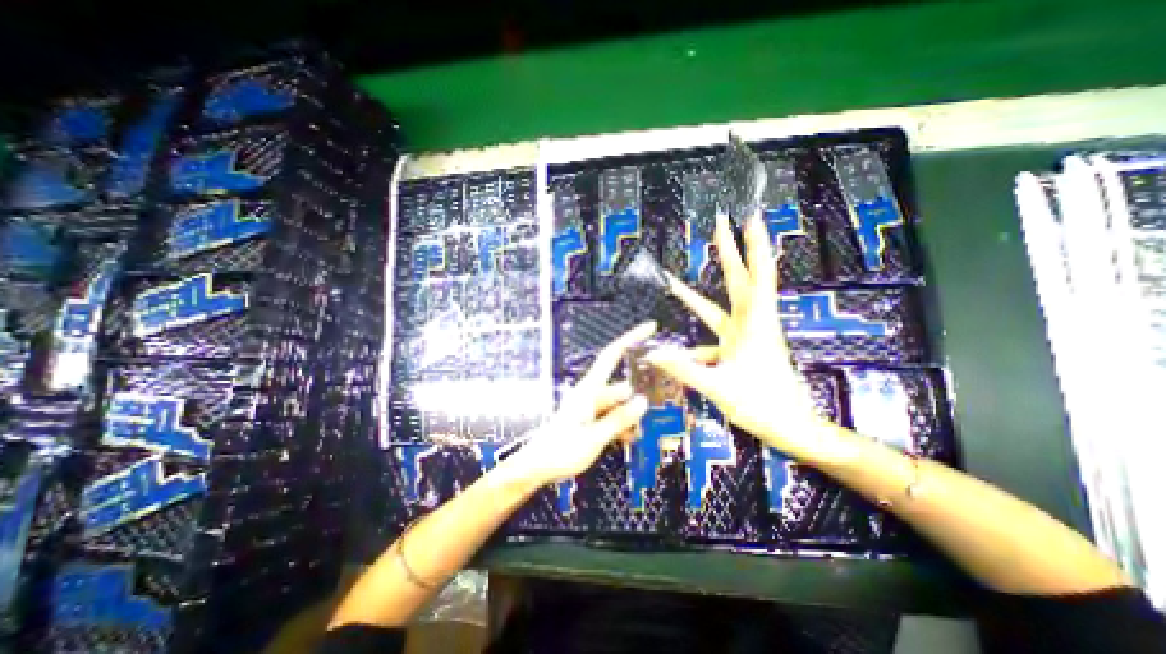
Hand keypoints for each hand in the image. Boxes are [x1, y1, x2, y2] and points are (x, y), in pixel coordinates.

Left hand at [510, 323, 658, 485]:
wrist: (535, 468)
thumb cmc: (559, 451)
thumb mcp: (593, 437)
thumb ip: (619, 419)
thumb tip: (642, 400)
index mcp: (589, 389)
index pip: (612, 355)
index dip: (631, 339)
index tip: (650, 328)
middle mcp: (591, 394)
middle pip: (621, 388)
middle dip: (636, 402)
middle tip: (649, 417)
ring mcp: (590, 407)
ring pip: (618, 405)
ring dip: (629, 419)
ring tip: (635, 436)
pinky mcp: (589, 419)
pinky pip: (611, 416)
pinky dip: (621, 426)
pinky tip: (627, 440)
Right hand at [642, 212, 832, 460]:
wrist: (790, 427)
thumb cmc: (762, 405)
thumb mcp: (719, 387)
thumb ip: (684, 370)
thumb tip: (652, 355)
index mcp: (755, 325)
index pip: (758, 277)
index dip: (754, 247)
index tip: (750, 219)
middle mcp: (752, 324)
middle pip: (740, 280)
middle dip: (730, 251)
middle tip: (720, 224)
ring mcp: (745, 336)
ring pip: (722, 306)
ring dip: (698, 296)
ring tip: (674, 283)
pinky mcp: (739, 349)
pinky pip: (714, 335)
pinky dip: (696, 339)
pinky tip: (680, 351)